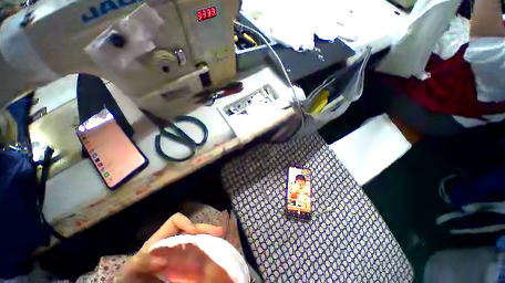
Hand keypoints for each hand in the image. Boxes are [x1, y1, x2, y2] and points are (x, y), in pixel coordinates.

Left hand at [117, 213, 222, 281]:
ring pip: (197, 241)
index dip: (187, 222)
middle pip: (192, 230)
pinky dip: (206, 255)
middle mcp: (173, 243)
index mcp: (161, 239)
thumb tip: (163, 259)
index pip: (176, 221)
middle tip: (219, 233)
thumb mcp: (131, 269)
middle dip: (206, 229)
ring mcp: (179, 254)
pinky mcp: (184, 265)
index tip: (195, 233)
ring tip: (221, 244)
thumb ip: (141, 261)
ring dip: (209, 240)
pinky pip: (197, 256)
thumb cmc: (132, 277)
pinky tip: (214, 258)